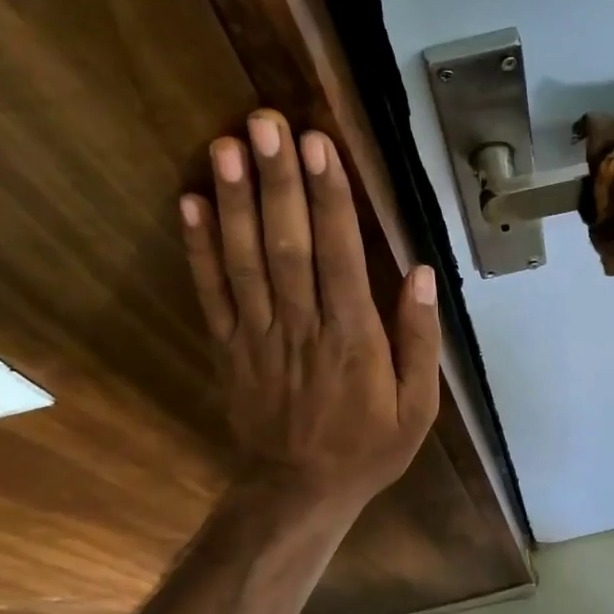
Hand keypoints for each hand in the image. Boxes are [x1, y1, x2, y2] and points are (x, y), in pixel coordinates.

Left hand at [181, 109, 439, 510]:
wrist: (299, 491)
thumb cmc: (368, 447)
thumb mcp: (418, 407)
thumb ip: (420, 341)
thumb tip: (423, 275)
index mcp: (353, 338)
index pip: (339, 256)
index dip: (328, 199)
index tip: (318, 147)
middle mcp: (302, 327)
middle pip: (287, 245)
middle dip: (277, 182)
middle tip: (265, 123)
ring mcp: (258, 335)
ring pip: (244, 260)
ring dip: (234, 201)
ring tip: (225, 145)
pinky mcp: (228, 347)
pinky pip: (210, 293)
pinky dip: (198, 248)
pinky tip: (190, 203)